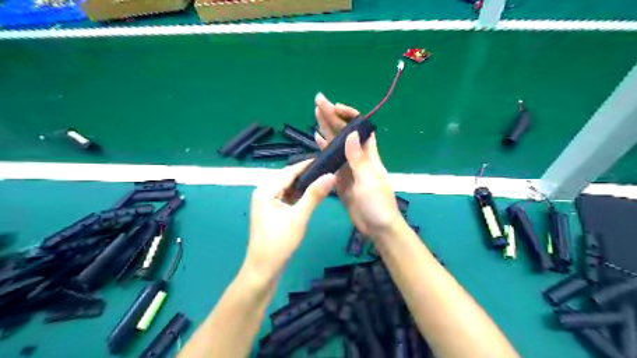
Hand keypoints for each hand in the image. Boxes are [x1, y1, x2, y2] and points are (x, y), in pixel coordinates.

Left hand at [245, 162, 334, 280]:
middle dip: (307, 175)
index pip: (289, 171)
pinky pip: (286, 198)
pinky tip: (311, 196)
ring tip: (324, 181)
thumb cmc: (279, 242)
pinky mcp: (271, 212)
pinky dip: (298, 196)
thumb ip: (314, 195)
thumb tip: (331, 175)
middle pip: (288, 178)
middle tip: (328, 171)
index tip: (326, 159)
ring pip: (288, 188)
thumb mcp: (299, 217)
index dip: (307, 165)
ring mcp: (266, 202)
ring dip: (303, 186)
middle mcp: (264, 192)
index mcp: (266, 190)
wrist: (263, 269)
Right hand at [313, 93, 402, 237]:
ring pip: (335, 144)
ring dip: (326, 128)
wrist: (377, 227)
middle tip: (318, 101)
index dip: (349, 115)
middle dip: (332, 116)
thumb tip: (352, 133)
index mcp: (368, 154)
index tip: (335, 107)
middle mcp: (357, 157)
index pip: (360, 127)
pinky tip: (317, 139)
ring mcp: (348, 168)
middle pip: (344, 132)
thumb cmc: (378, 203)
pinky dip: (324, 149)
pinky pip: (331, 160)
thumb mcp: (368, 180)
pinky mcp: (340, 179)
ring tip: (315, 114)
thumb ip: (358, 159)